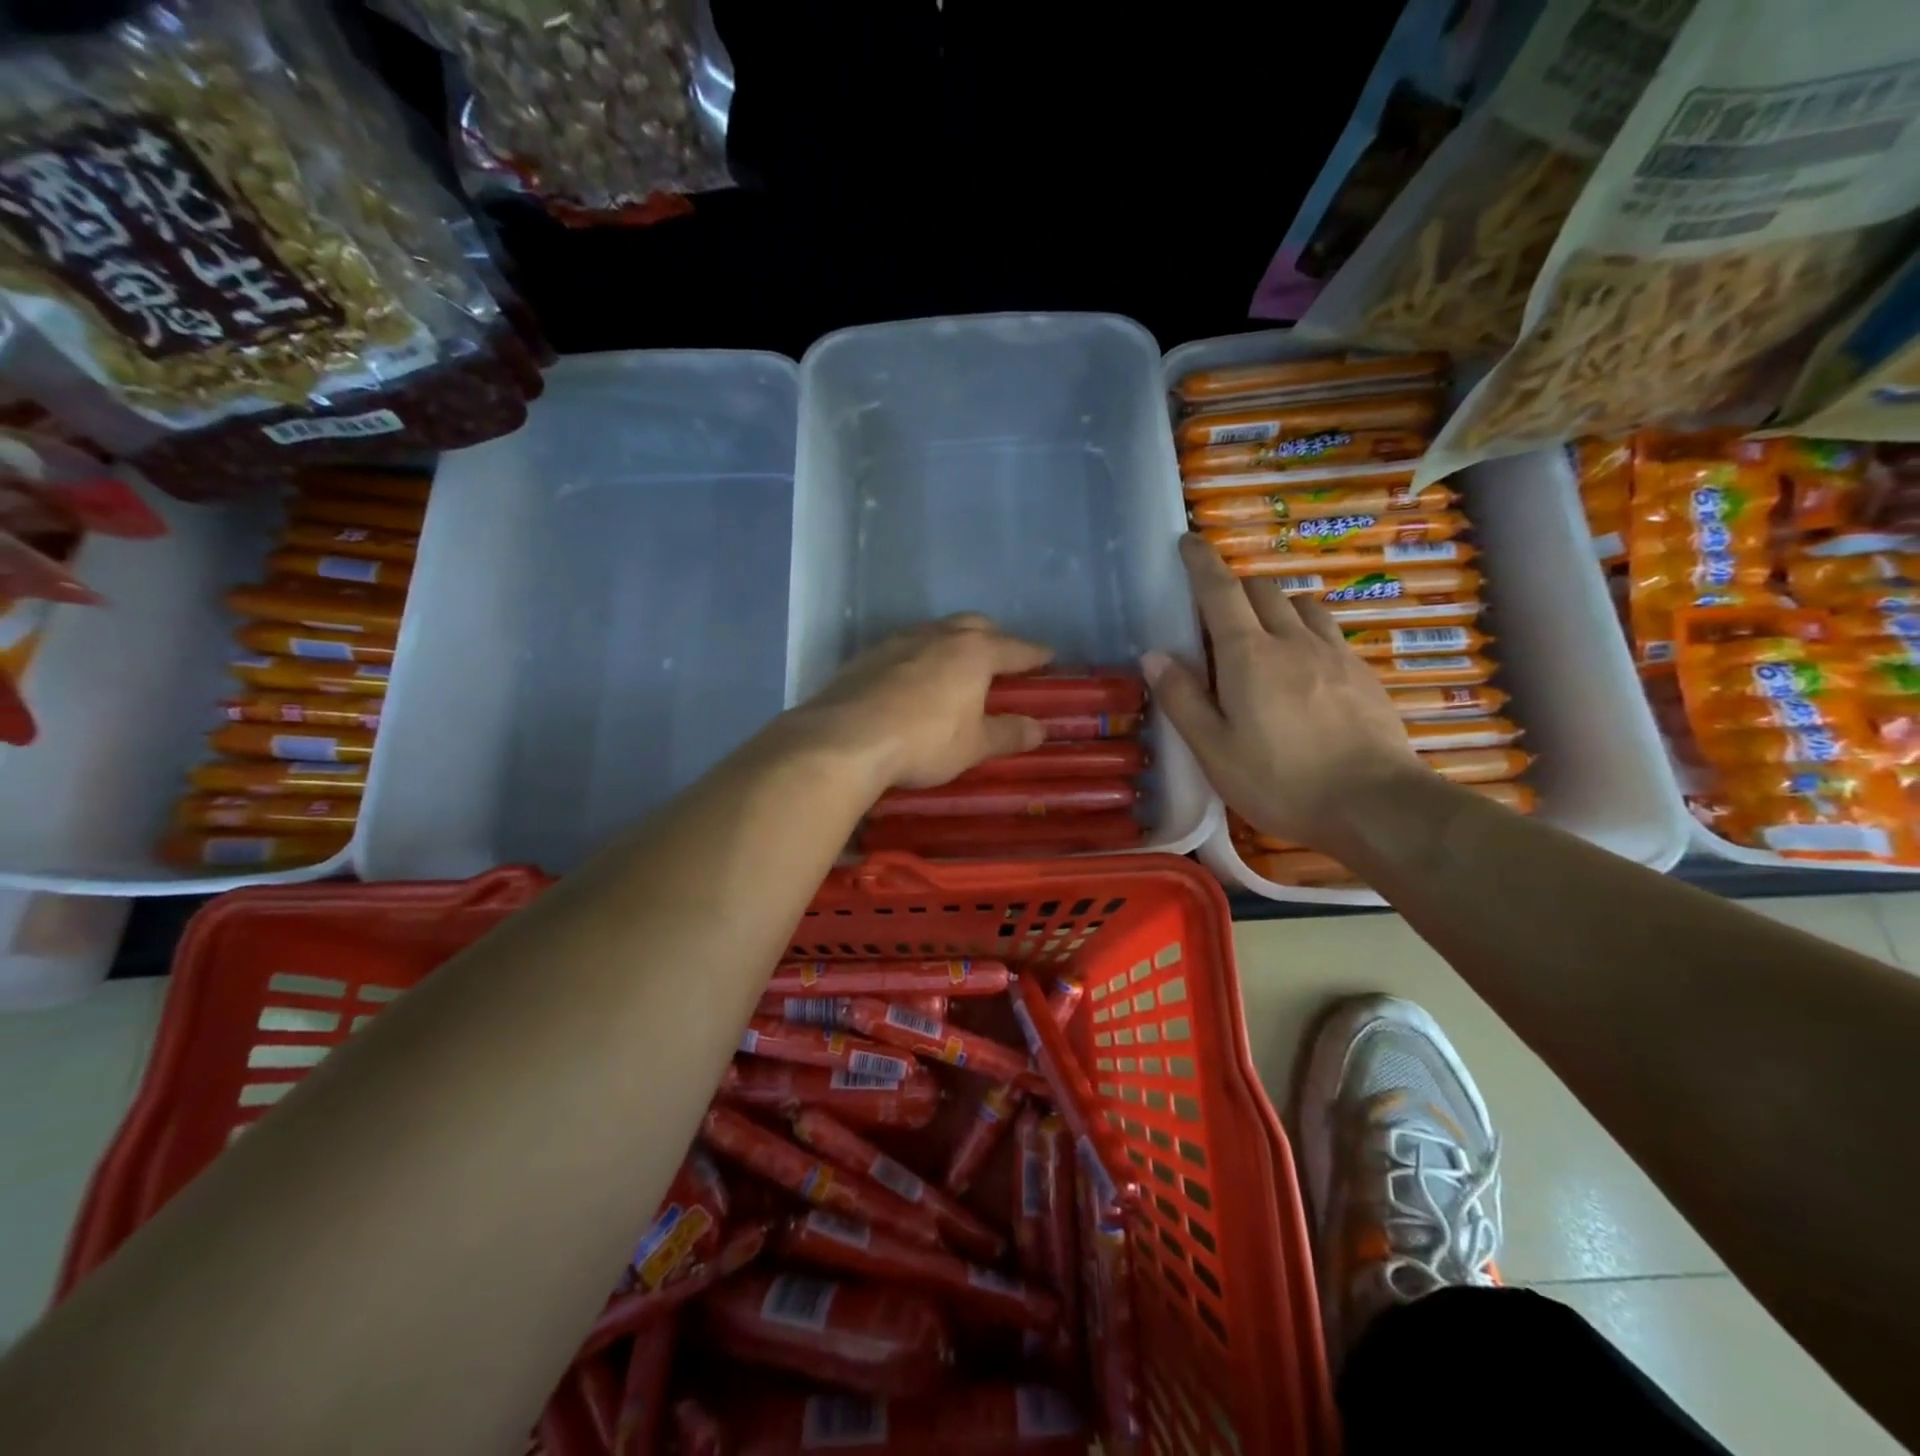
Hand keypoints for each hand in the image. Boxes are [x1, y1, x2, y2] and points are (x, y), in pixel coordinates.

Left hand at [792, 614, 1054, 792]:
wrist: (844, 740)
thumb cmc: (924, 741)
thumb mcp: (974, 745)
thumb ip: (1008, 733)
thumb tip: (1038, 728)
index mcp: (973, 652)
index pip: (1014, 648)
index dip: (1034, 654)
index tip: (1048, 657)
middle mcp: (937, 636)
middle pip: (973, 625)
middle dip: (993, 637)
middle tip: (1003, 657)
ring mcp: (897, 642)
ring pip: (935, 632)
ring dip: (952, 643)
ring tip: (957, 666)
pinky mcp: (866, 657)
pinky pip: (904, 649)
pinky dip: (919, 658)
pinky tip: (914, 680)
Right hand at [1146, 535, 1422, 849]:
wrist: (1375, 805)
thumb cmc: (1280, 781)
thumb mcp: (1213, 750)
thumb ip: (1182, 699)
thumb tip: (1154, 655)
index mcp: (1248, 655)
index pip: (1220, 591)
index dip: (1202, 562)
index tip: (1189, 541)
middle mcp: (1293, 640)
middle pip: (1262, 589)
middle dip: (1235, 586)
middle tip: (1216, 613)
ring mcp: (1335, 653)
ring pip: (1302, 604)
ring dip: (1275, 605)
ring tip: (1263, 635)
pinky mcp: (1363, 674)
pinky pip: (1329, 632)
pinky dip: (1306, 631)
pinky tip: (1304, 667)